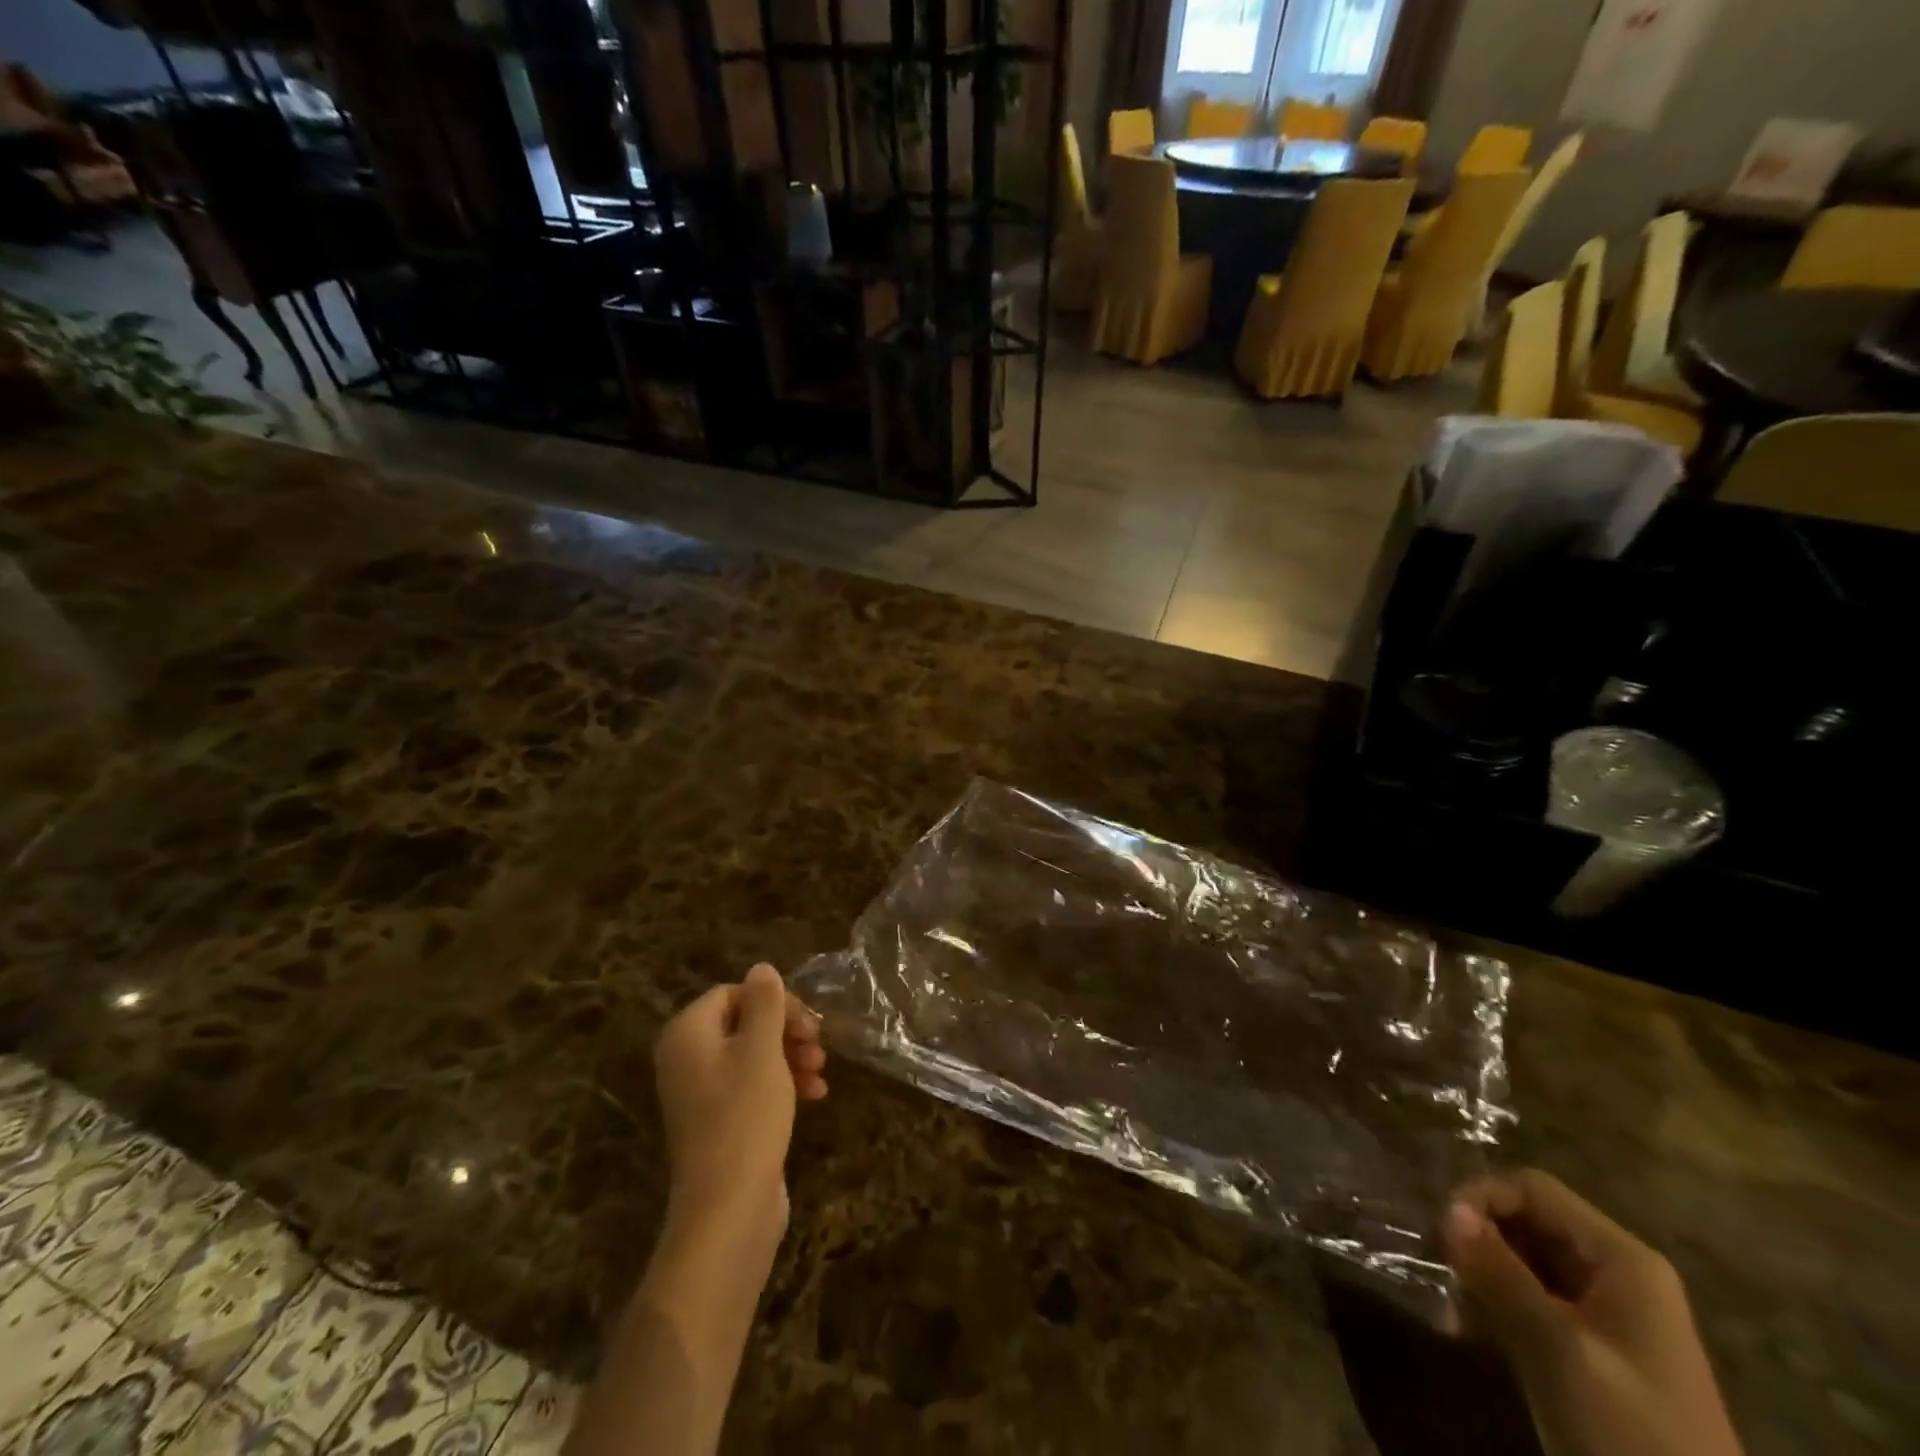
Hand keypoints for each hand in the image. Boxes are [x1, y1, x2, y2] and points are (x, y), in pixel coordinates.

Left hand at [654, 964, 826, 1239]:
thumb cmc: (744, 1115)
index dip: (774, 1001)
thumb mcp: (762, 1049)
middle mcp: (686, 1059)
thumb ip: (765, 1003)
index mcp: (687, 1034)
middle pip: (743, 1023)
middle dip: (786, 1029)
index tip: (808, 1020)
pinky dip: (782, 1084)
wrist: (727, 1209)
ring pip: (752, 1055)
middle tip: (819, 1042)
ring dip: (791, 1055)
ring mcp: (701, 1094)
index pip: (732, 993)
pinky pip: (751, 1087)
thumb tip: (761, 968)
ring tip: (821, 1071)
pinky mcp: (719, 1123)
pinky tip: (816, 1096)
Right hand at [1445, 1170, 1741, 1455]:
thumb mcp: (1558, 1351)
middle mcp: (1617, 1273)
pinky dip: (1497, 1305)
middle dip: (1478, 1240)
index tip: (1442, 1236)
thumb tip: (1449, 1211)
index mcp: (1623, 1260)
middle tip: (1442, 1273)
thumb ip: (1502, 1275)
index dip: (1481, 1198)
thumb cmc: (1632, 1438)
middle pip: (1527, 1221)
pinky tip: (1469, 1331)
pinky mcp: (1593, 1348)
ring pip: (1523, 1259)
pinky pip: (1532, 1299)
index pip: (1532, 1189)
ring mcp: (1608, 1314)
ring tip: (1452, 1312)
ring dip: (1481, 1276)